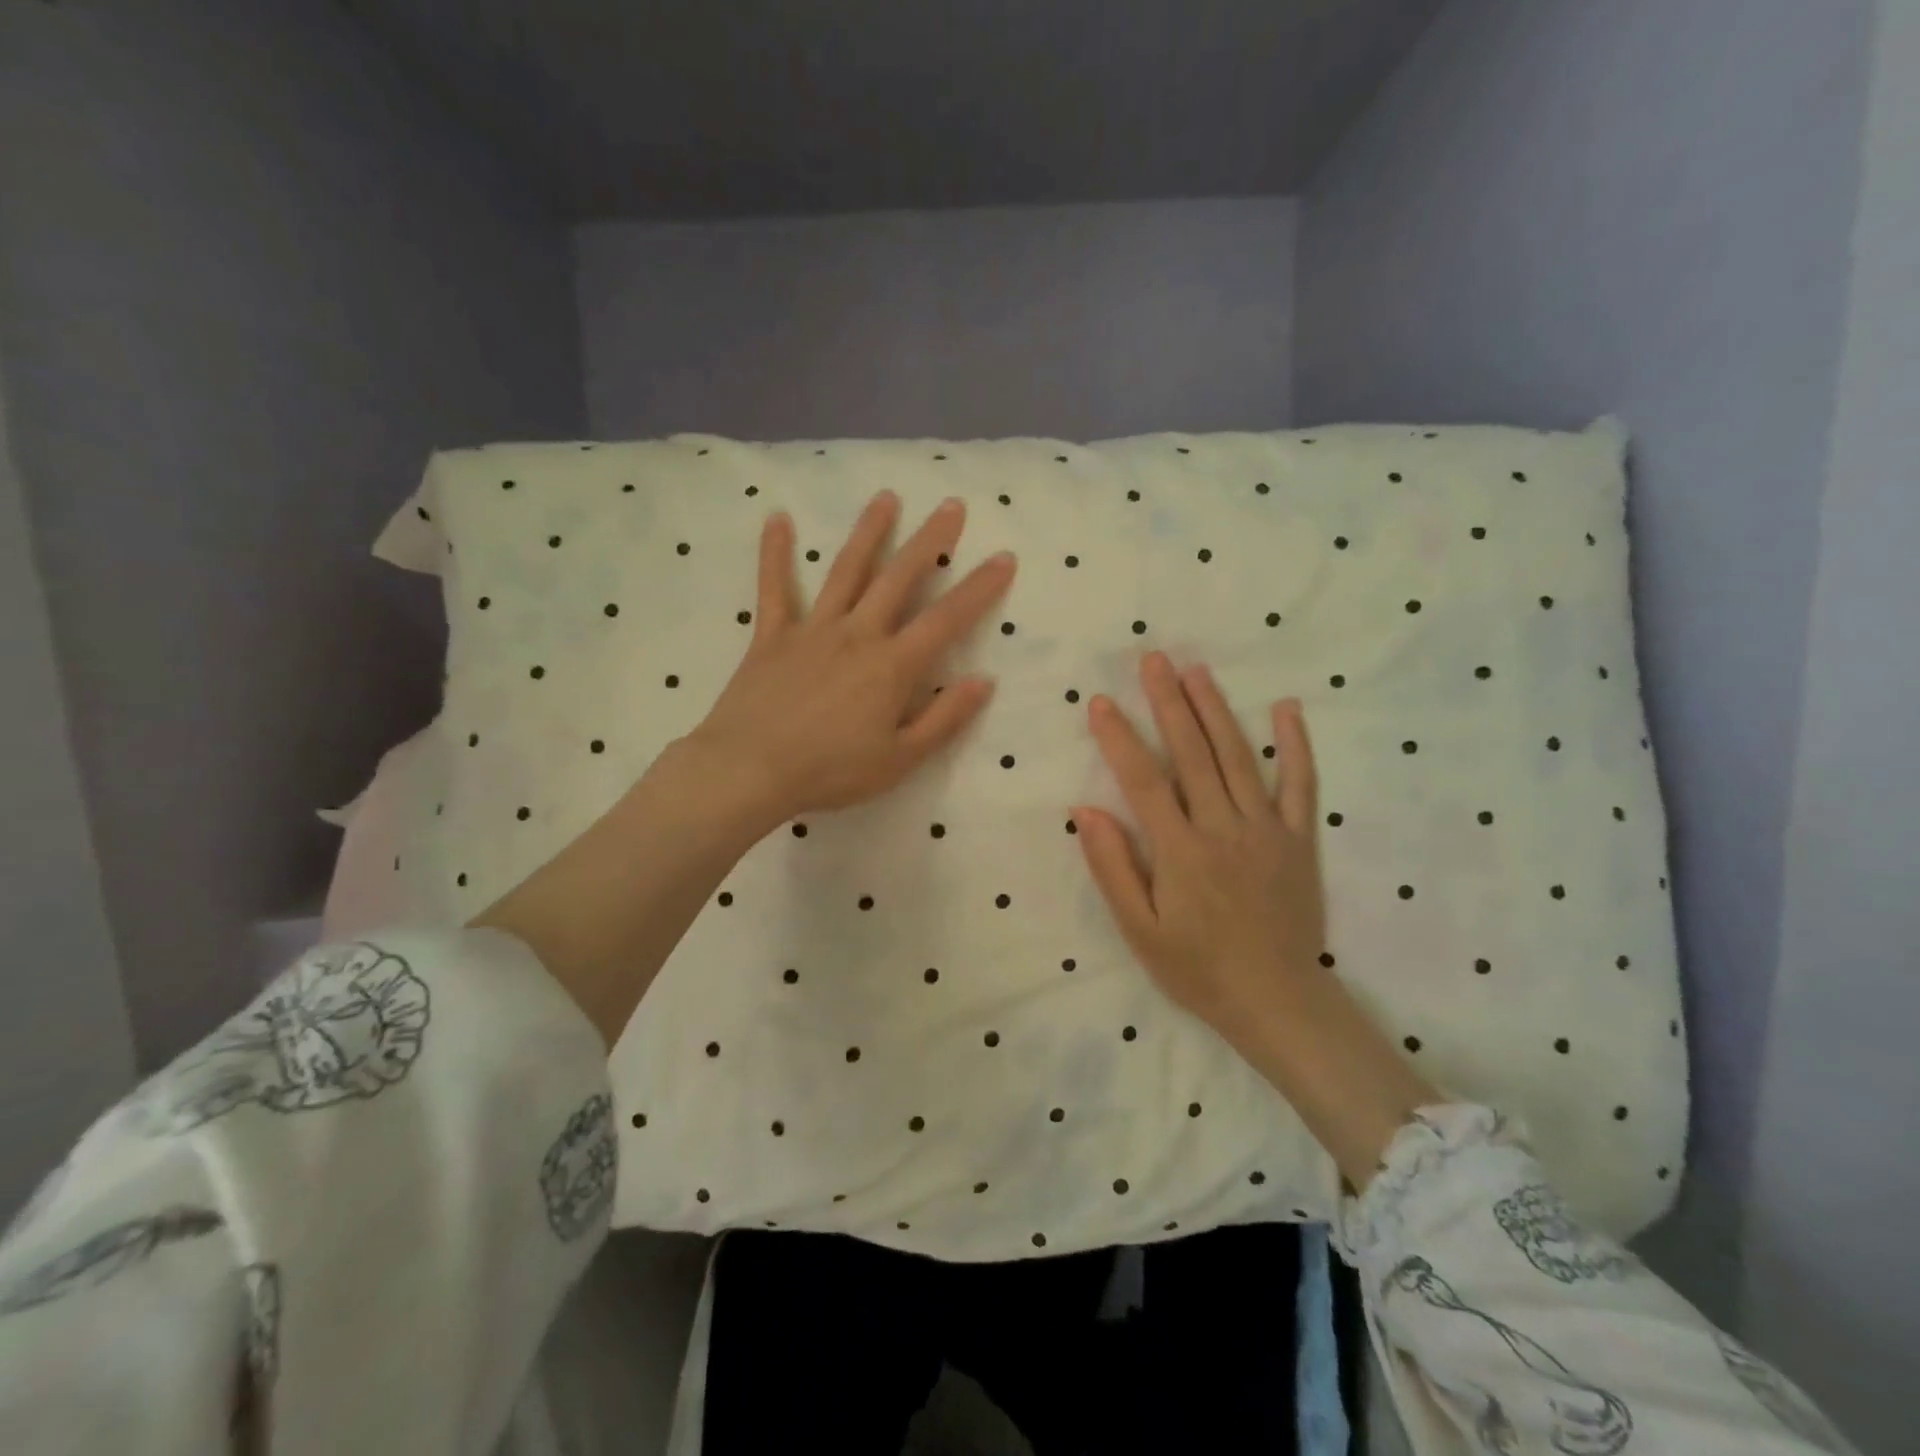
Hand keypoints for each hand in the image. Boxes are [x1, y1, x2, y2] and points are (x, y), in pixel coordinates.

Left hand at [690, 490, 1015, 830]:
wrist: (751, 770)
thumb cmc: (831, 771)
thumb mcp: (900, 759)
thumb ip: (944, 718)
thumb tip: (983, 681)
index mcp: (892, 666)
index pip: (946, 619)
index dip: (979, 588)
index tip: (1004, 557)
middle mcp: (857, 634)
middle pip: (899, 578)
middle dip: (929, 541)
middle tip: (950, 506)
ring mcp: (812, 629)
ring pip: (845, 571)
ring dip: (868, 533)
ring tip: (886, 498)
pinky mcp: (772, 635)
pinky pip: (774, 588)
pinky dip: (775, 553)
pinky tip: (777, 518)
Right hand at [1074, 654, 1436, 1186]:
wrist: (1277, 1002)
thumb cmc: (1198, 969)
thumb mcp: (1140, 932)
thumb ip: (1113, 868)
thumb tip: (1087, 810)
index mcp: (1180, 851)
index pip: (1143, 781)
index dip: (1119, 738)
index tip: (1101, 702)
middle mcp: (1223, 828)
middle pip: (1192, 754)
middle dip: (1168, 703)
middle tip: (1153, 659)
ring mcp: (1266, 830)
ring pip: (1238, 757)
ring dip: (1216, 710)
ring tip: (1196, 671)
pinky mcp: (1299, 839)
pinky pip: (1300, 785)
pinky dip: (1295, 745)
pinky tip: (1286, 709)